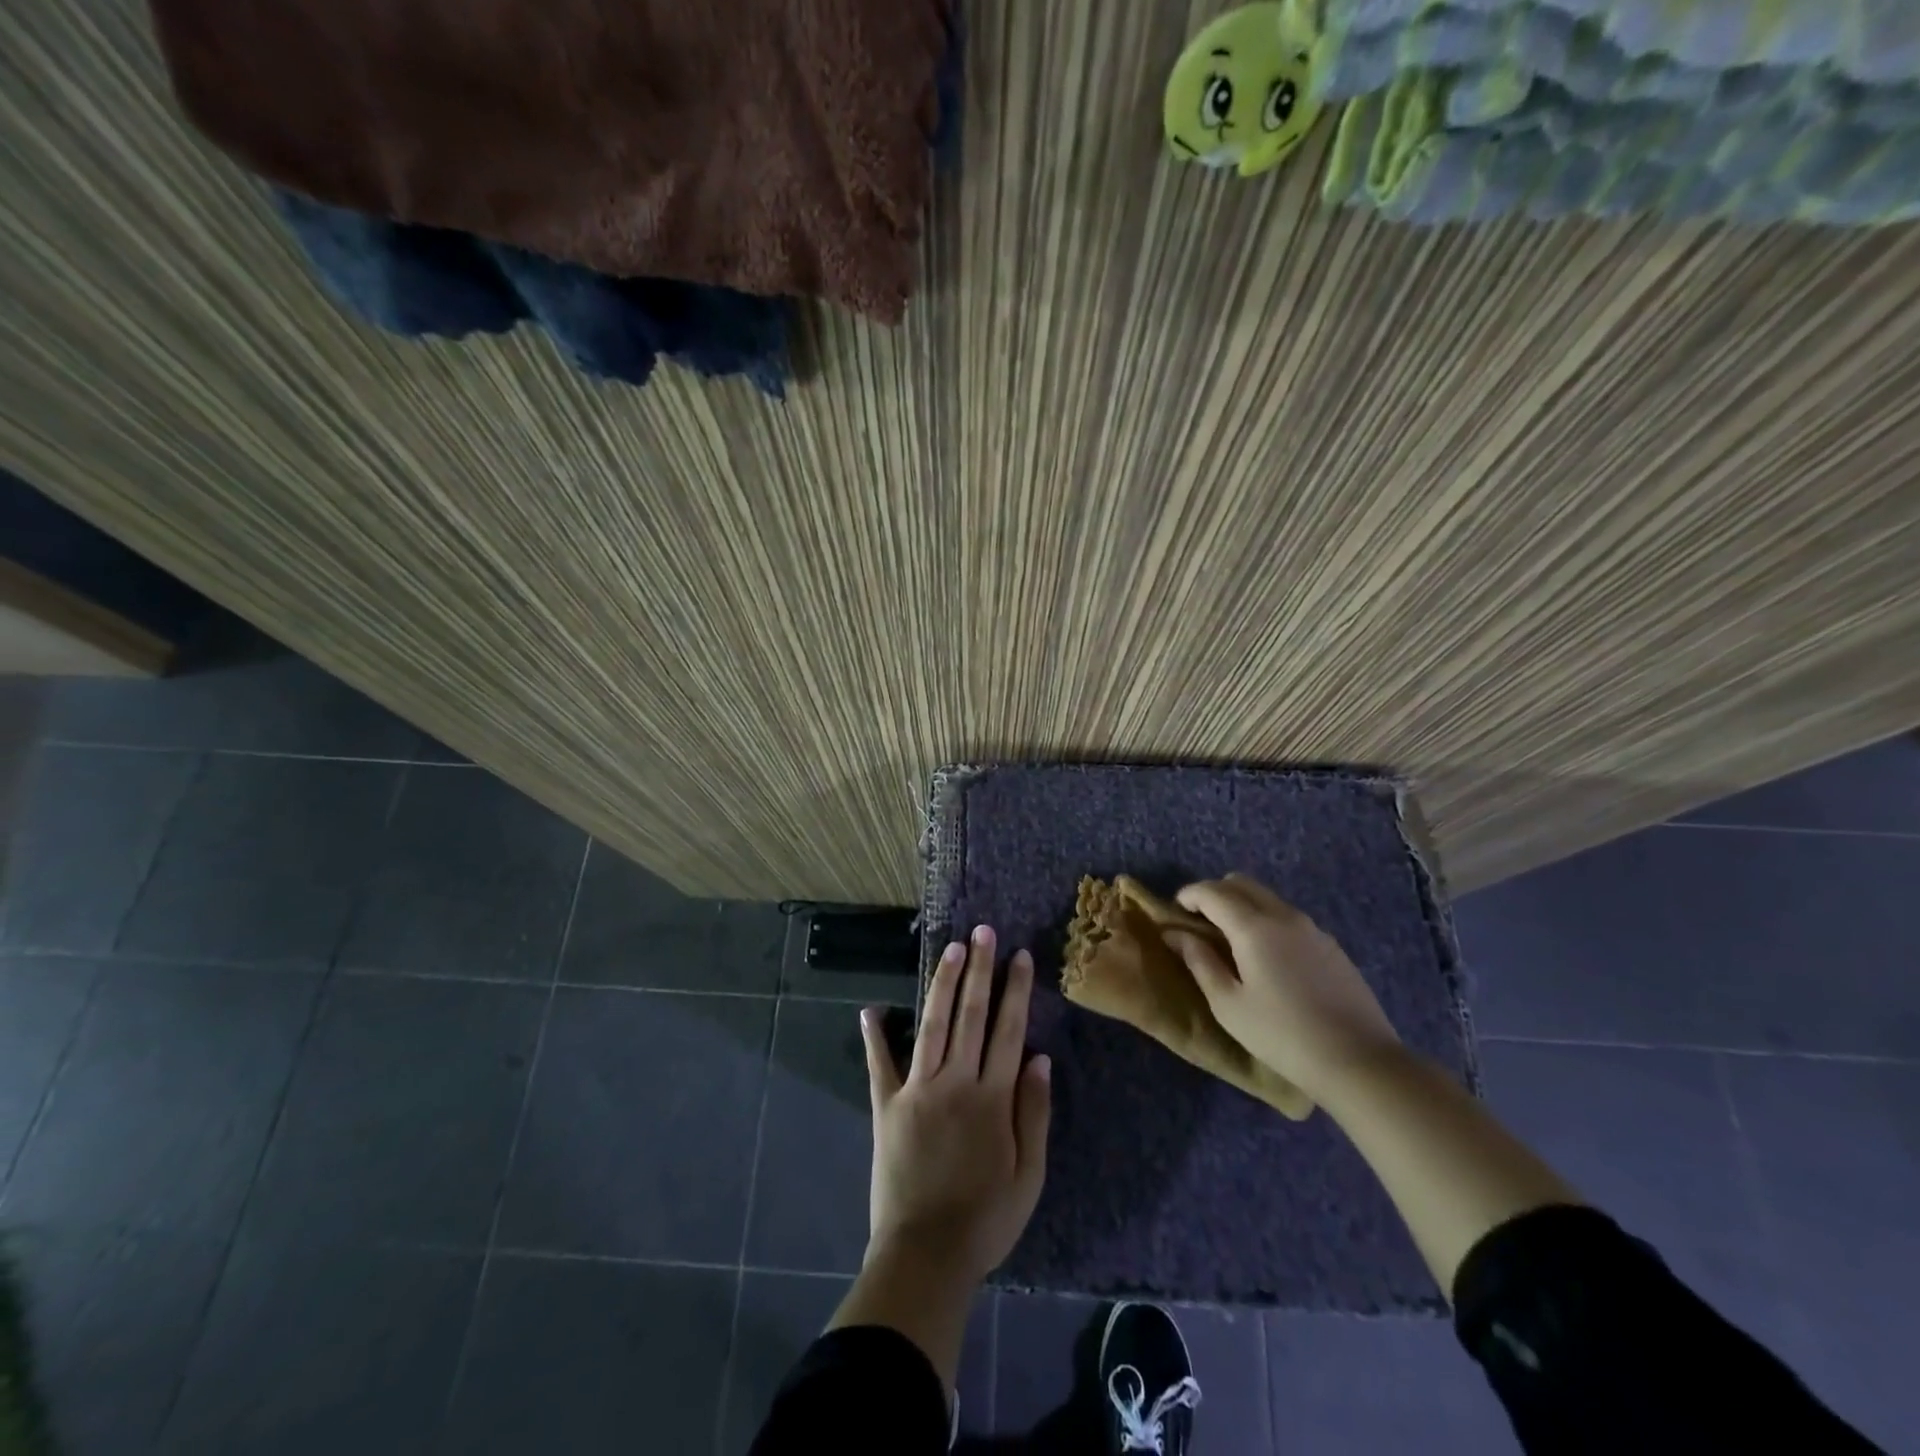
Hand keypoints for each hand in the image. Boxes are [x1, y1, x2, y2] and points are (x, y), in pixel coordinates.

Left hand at [859, 926, 1051, 1282]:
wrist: (926, 1255)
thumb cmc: (986, 1219)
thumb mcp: (1029, 1175)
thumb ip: (1034, 1113)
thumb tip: (1040, 1058)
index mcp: (992, 1097)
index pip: (1008, 1030)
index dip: (1014, 990)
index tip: (1019, 956)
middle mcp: (955, 1082)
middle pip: (970, 1015)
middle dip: (979, 970)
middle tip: (983, 932)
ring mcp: (917, 1090)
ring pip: (932, 1025)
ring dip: (942, 984)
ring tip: (951, 949)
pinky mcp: (887, 1107)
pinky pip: (880, 1065)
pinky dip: (875, 1036)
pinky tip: (871, 1009)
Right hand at [1162, 874, 1401, 1101]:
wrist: (1359, 1061)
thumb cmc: (1281, 1035)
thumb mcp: (1228, 1004)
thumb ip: (1199, 962)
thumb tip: (1175, 934)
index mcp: (1253, 927)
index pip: (1212, 892)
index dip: (1189, 895)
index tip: (1175, 911)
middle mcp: (1283, 916)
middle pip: (1242, 884)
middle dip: (1215, 894)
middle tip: (1200, 922)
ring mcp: (1312, 928)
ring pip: (1268, 898)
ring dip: (1243, 906)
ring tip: (1233, 941)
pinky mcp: (1331, 946)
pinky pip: (1290, 918)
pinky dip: (1268, 922)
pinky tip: (1269, 959)